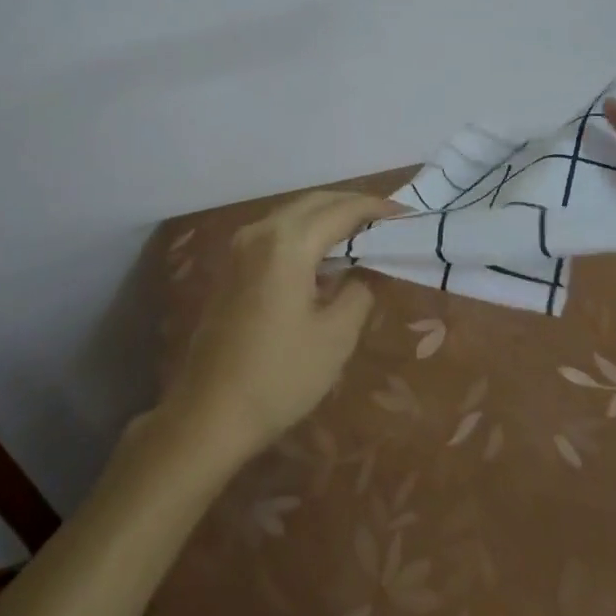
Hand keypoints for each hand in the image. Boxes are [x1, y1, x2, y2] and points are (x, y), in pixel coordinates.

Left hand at [164, 191, 392, 466]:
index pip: (342, 210)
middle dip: (352, 205)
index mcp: (289, 242)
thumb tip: (365, 269)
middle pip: (315, 202)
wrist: (210, 413)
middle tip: (386, 220)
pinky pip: (277, 231)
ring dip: (328, 217)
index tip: (406, 214)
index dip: (376, 209)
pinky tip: (324, 255)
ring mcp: (242, 246)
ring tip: (361, 234)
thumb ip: (359, 290)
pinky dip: (305, 232)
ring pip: (294, 214)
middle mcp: (262, 231)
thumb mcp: (335, 337)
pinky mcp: (233, 265)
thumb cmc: (280, 376)